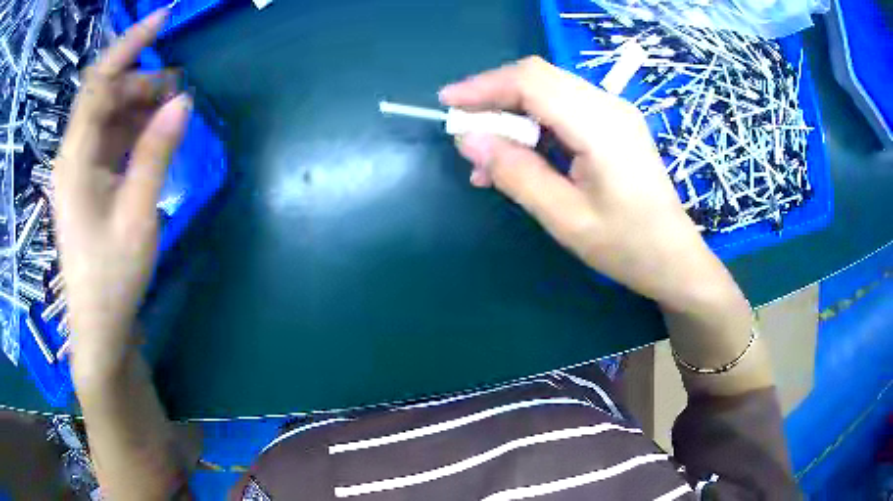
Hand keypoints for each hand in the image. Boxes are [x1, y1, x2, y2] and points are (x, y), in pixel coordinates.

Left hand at [53, 9, 190, 384]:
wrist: (100, 324)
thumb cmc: (113, 275)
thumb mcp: (138, 213)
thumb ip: (156, 153)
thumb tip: (182, 101)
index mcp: (75, 157)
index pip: (98, 82)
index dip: (129, 45)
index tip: (163, 19)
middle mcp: (73, 155)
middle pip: (104, 96)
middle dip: (140, 80)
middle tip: (178, 86)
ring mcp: (80, 169)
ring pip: (109, 116)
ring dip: (140, 104)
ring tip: (172, 106)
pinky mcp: (89, 182)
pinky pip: (111, 139)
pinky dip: (134, 128)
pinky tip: (155, 132)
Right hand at [440, 57, 733, 310]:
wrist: (674, 258)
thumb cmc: (627, 246)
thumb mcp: (566, 218)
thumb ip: (516, 173)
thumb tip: (469, 140)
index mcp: (601, 126)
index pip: (532, 82)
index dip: (484, 86)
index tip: (447, 103)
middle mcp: (609, 106)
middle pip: (539, 78)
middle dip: (494, 97)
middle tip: (466, 132)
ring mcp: (614, 112)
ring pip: (548, 91)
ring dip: (512, 113)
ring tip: (488, 159)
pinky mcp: (614, 124)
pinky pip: (564, 108)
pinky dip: (534, 124)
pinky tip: (520, 156)